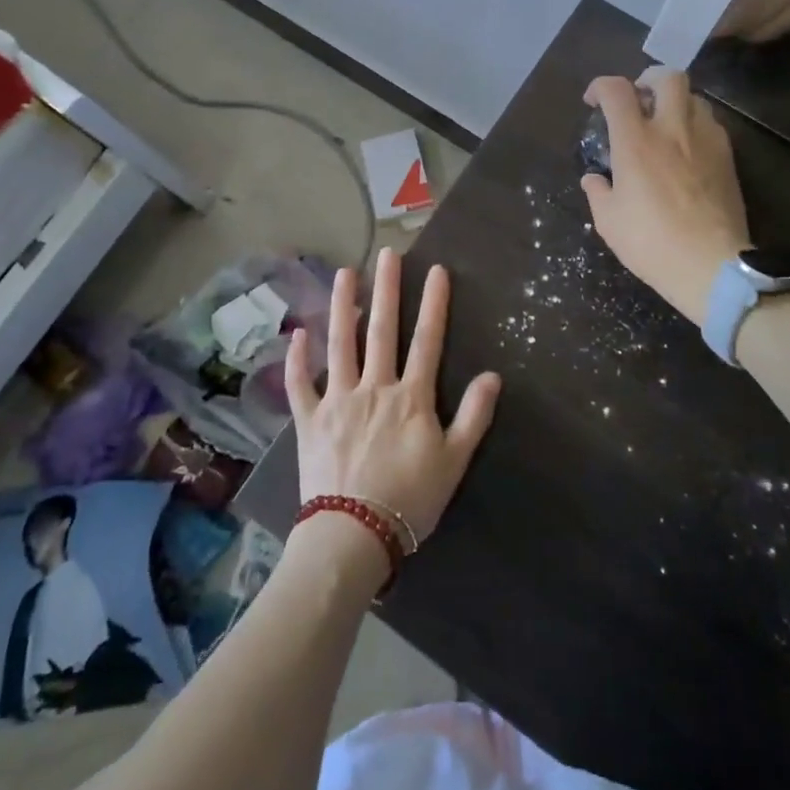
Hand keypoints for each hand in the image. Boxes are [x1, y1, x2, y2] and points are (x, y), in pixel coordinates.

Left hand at [285, 249, 500, 565]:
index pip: (427, 340)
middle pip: (382, 330)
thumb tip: (492, 375)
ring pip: (340, 343)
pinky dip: (297, 359)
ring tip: (344, 273)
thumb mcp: (454, 462)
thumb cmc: (410, 501)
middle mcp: (374, 387)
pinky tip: (296, 333)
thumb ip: (474, 416)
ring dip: (342, 306)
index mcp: (410, 397)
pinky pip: (300, 384)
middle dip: (387, 288)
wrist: (353, 535)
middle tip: (388, 253)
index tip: (436, 269)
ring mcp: (337, 400)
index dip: (433, 303)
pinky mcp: (309, 420)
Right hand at [580, 68, 749, 323]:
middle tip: (638, 98)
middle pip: (667, 77)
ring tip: (665, 123)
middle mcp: (672, 129)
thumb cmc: (651, 242)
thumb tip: (594, 178)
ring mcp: (705, 140)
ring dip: (675, 102)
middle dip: (648, 79)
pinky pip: (711, 124)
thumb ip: (598, 191)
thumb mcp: (609, 221)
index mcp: (636, 141)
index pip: (616, 90)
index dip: (600, 87)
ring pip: (694, 97)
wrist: (711, 265)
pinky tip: (687, 149)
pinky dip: (695, 125)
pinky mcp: (728, 157)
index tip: (594, 102)